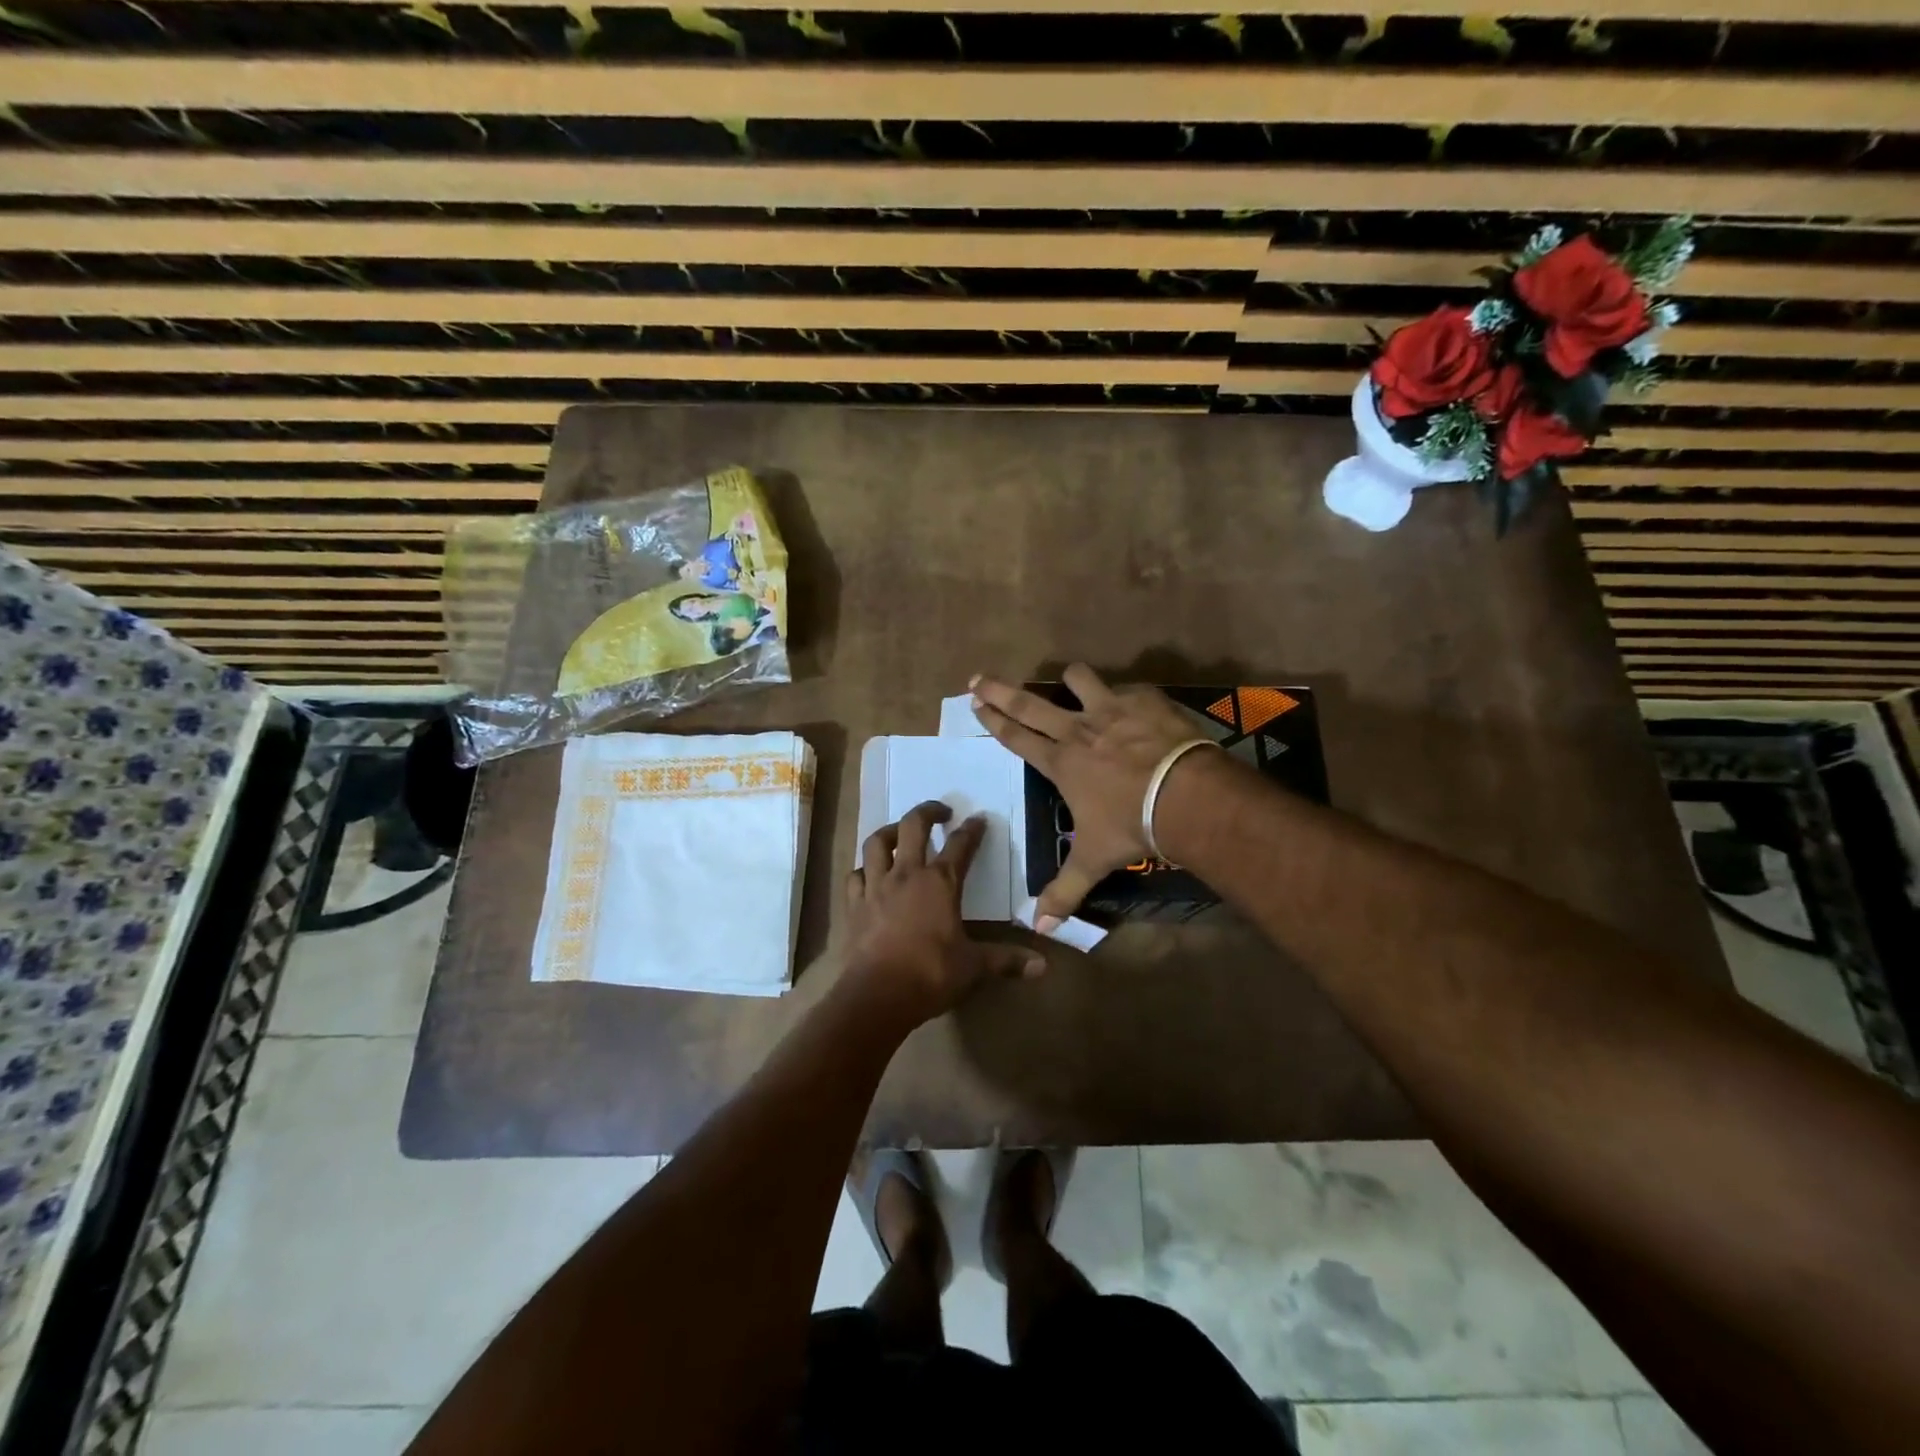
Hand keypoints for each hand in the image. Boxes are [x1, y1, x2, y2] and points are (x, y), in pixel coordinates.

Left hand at [842, 801, 1044, 1027]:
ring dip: (889, 832)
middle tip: (940, 812)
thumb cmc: (931, 974)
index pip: (960, 846)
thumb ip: (1007, 961)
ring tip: (899, 833)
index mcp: (940, 883)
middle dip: (928, 812)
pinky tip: (869, 874)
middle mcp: (906, 875)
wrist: (877, 995)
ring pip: (877, 843)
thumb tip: (1043, 966)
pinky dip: (864, 870)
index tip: (979, 819)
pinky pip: (855, 875)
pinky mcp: (854, 905)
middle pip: (913, 826)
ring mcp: (876, 886)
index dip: (972, 830)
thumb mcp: (974, 967)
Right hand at [971, 664, 1216, 925]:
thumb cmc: (1131, 825)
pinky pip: (1127, 688)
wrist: (1185, 795)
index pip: (1016, 737)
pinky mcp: (1145, 699)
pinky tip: (1133, 704)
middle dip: (1000, 690)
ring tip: (1069, 681)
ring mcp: (1111, 709)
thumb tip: (1040, 928)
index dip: (993, 720)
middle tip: (980, 677)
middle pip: (1029, 703)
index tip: (975, 701)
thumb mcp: (1094, 861)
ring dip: (1070, 680)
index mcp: (1060, 762)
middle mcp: (1078, 729)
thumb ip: (1064, 891)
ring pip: (1078, 680)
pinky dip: (1125, 695)